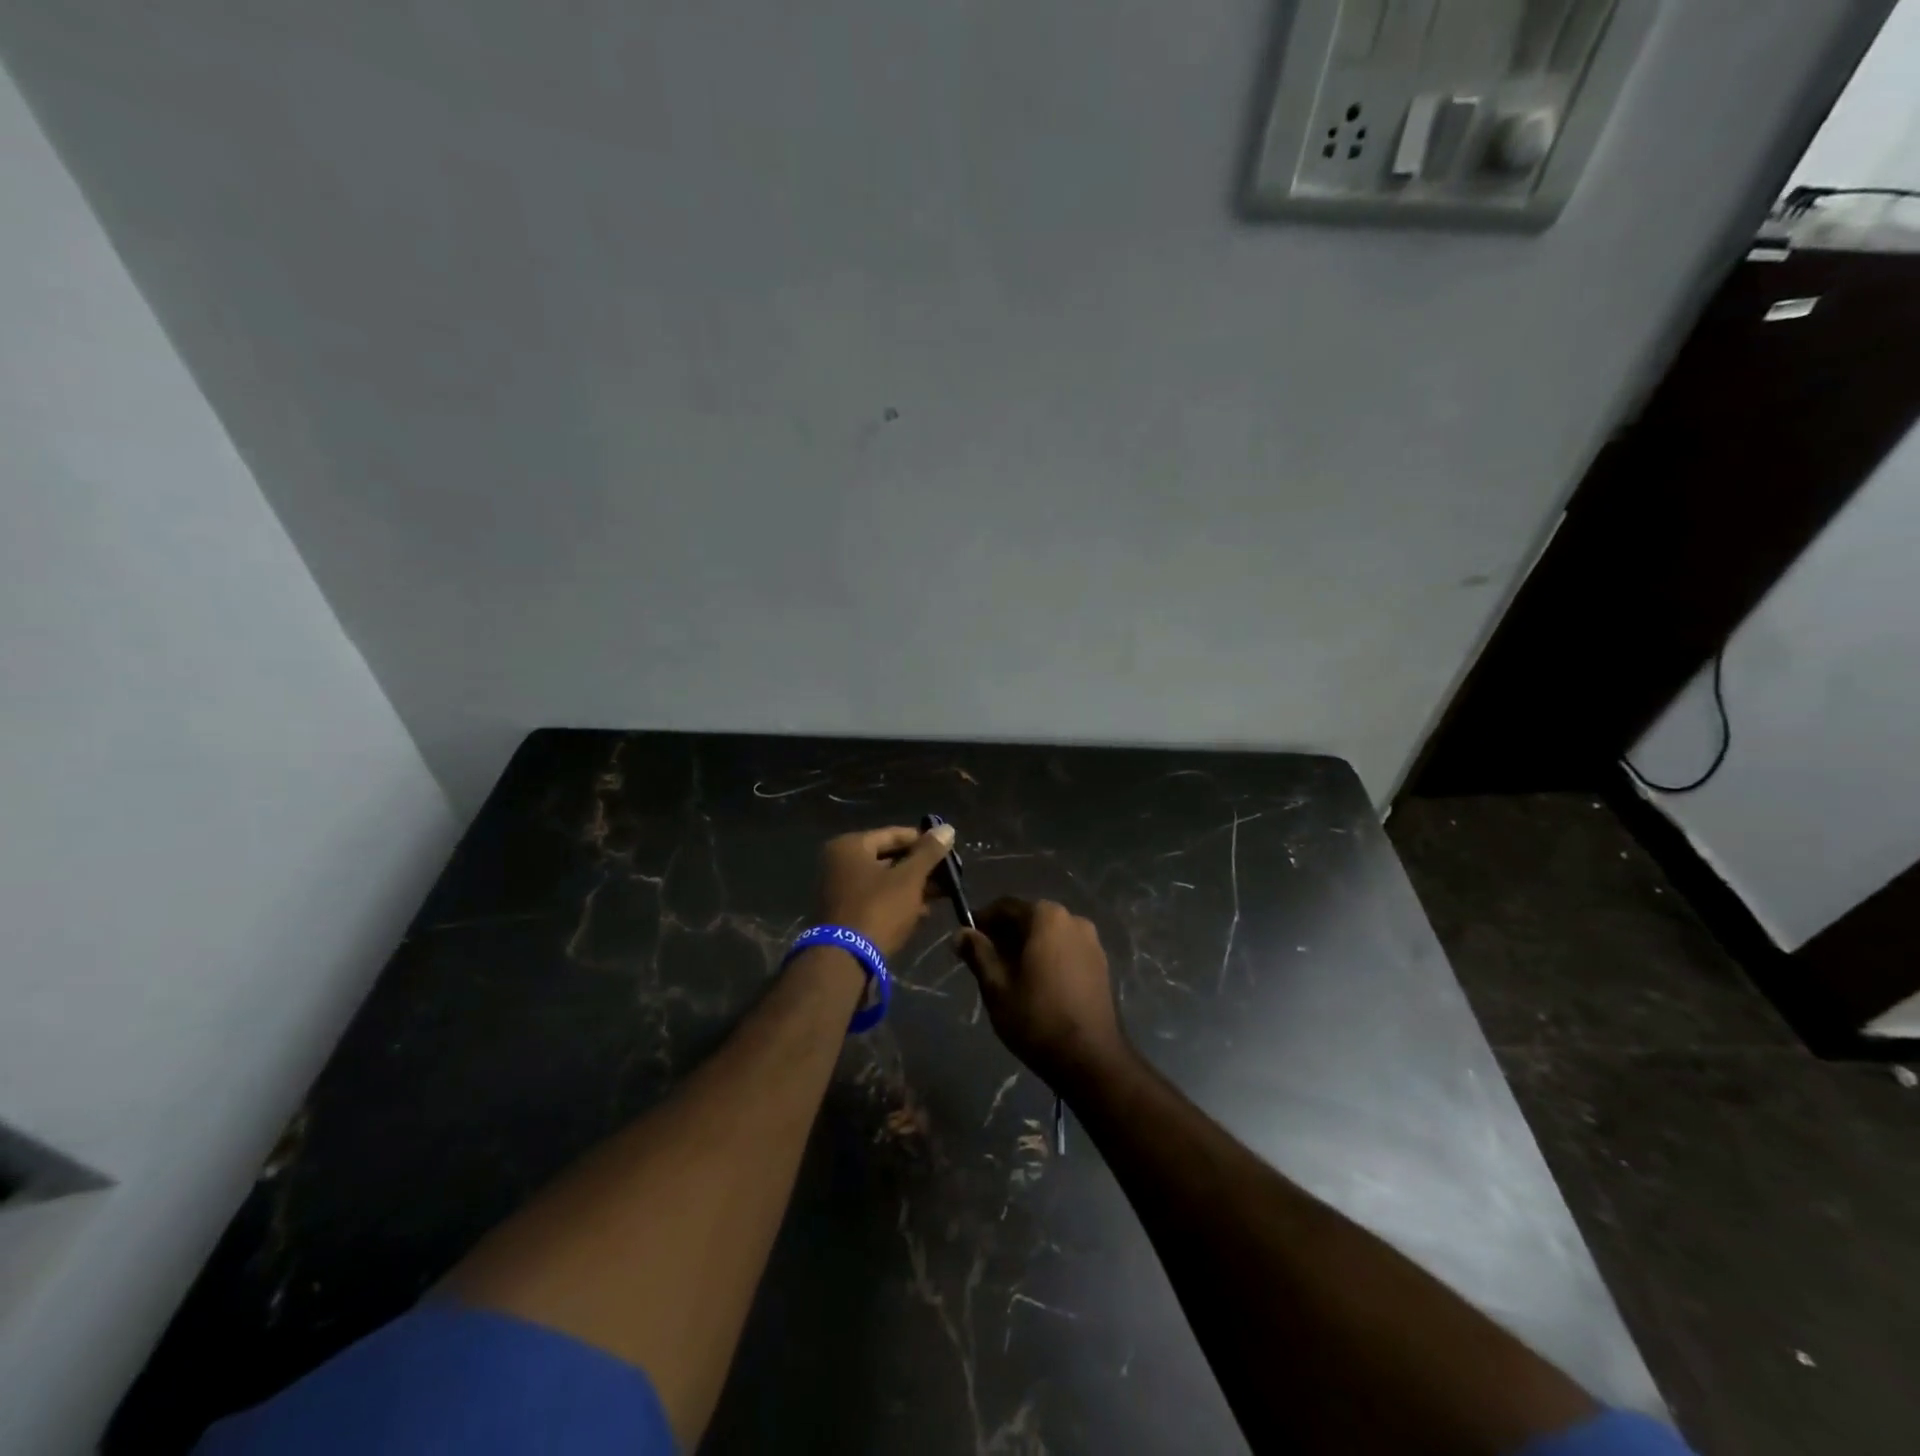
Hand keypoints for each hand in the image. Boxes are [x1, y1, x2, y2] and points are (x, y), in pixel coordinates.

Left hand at [814, 824, 955, 961]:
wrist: (846, 960)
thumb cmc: (878, 909)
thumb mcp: (909, 878)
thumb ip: (929, 852)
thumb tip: (948, 828)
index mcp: (850, 846)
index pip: (895, 834)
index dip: (925, 842)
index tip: (949, 852)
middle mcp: (840, 862)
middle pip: (890, 858)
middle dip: (921, 868)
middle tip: (949, 876)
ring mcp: (840, 889)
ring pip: (885, 881)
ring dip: (913, 887)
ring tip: (943, 895)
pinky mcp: (846, 913)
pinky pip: (877, 899)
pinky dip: (899, 902)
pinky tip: (923, 912)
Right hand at [955, 899, 1130, 1086]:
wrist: (1090, 1058)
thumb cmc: (1036, 1017)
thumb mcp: (996, 986)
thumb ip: (978, 953)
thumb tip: (960, 933)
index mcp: (1046, 917)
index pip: (1005, 907)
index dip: (982, 921)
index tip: (967, 941)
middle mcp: (1072, 919)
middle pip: (1029, 918)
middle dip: (1005, 935)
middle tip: (985, 962)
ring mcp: (1091, 941)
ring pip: (1048, 935)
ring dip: (1027, 947)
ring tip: (1008, 976)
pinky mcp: (1101, 963)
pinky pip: (1066, 949)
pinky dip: (1048, 957)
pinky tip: (1036, 984)